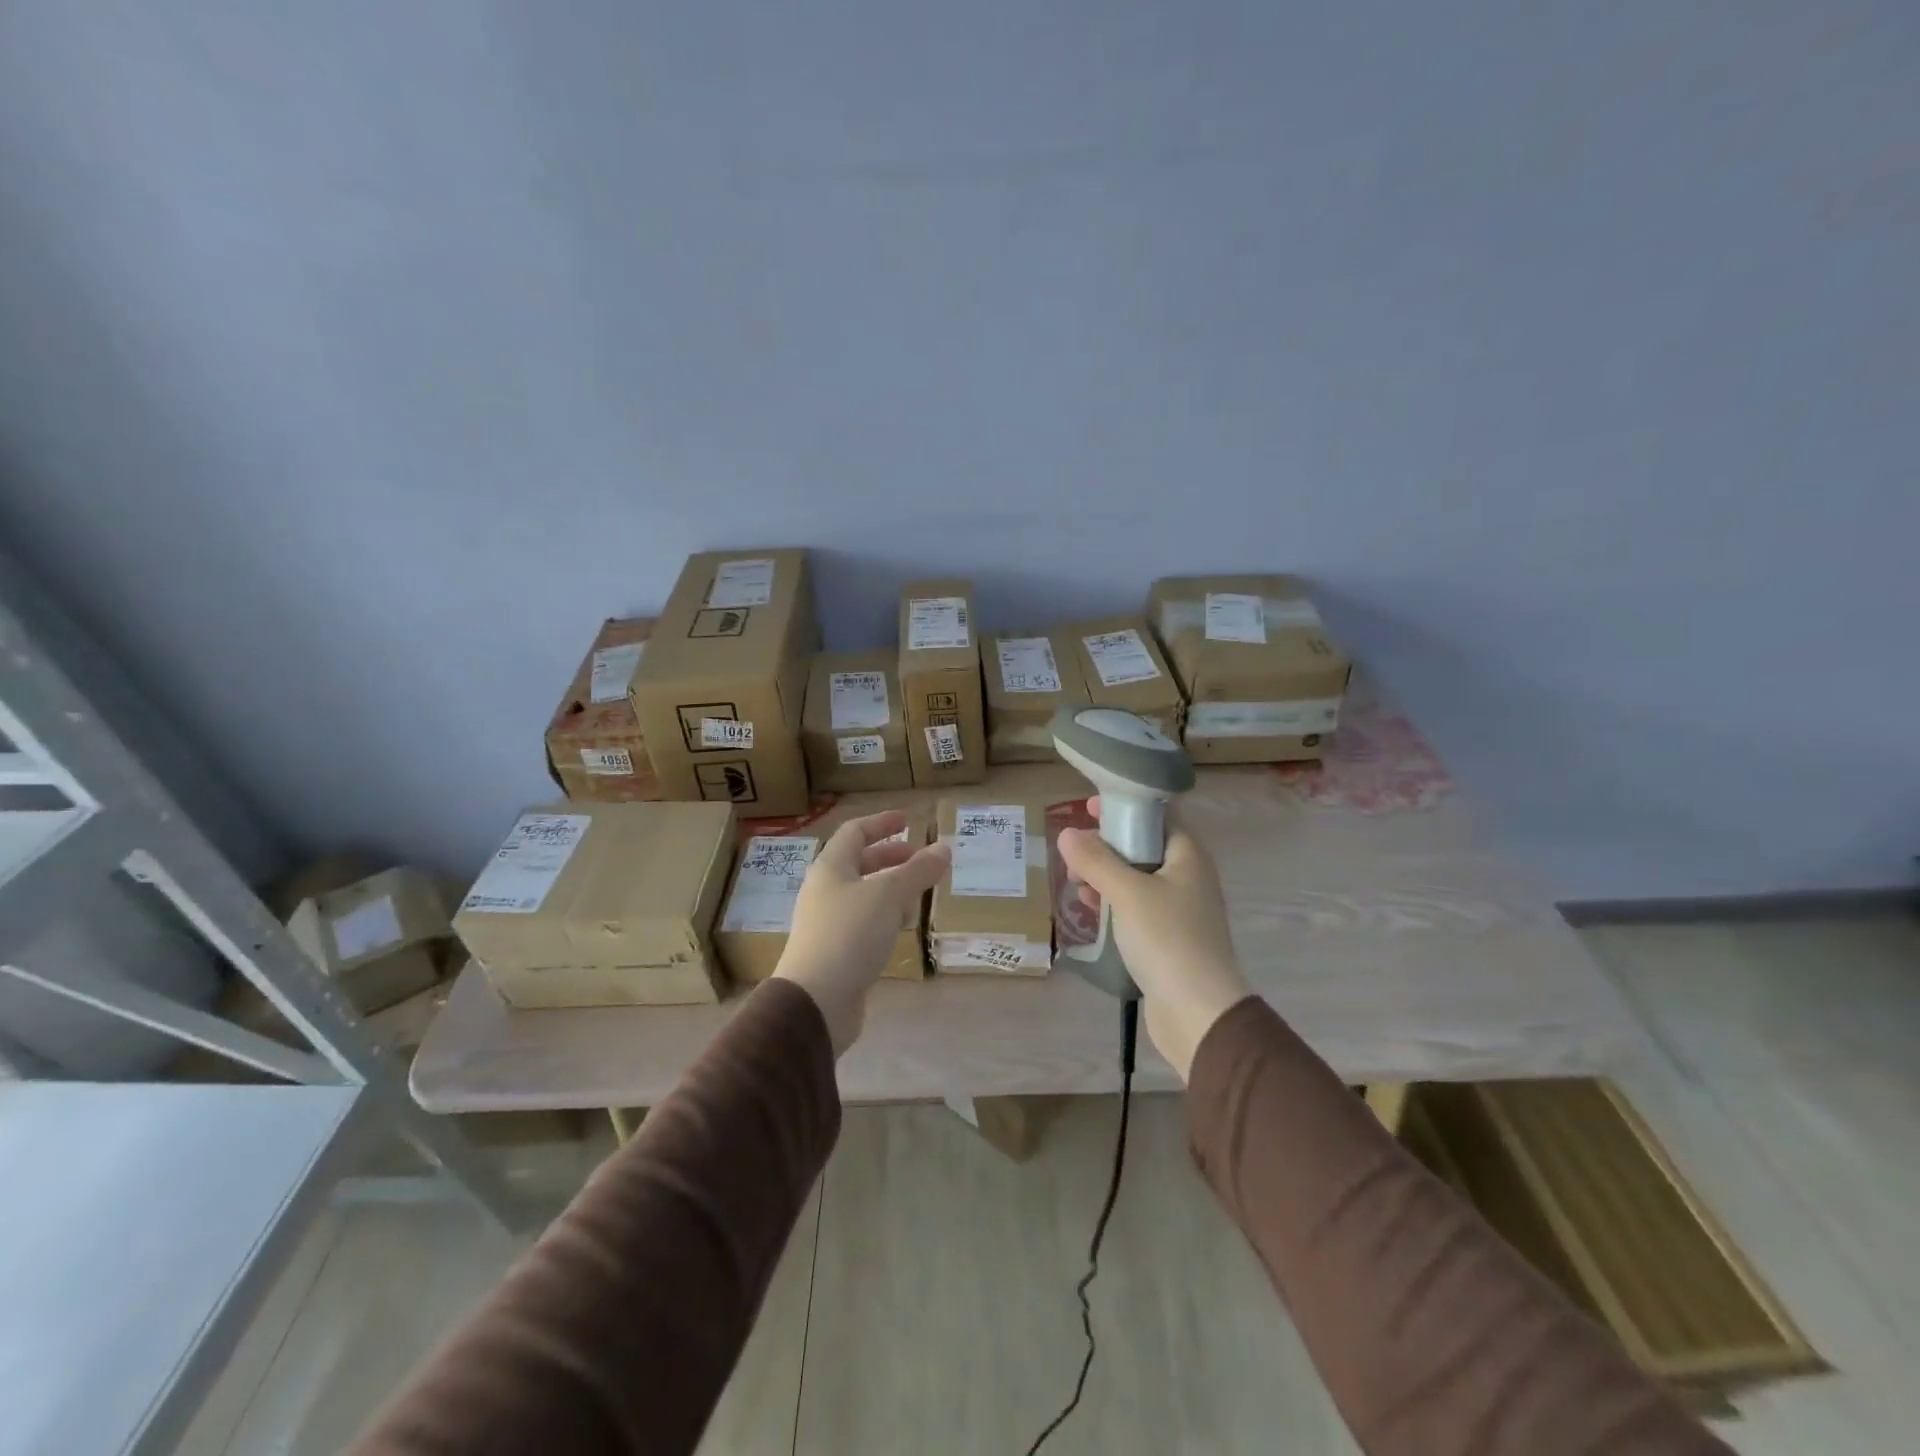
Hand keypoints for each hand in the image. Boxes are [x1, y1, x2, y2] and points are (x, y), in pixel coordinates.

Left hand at [774, 810, 950, 1055]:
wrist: (815, 1001)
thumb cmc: (850, 934)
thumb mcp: (889, 895)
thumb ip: (918, 870)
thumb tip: (943, 848)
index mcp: (831, 867)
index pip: (855, 832)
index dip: (881, 823)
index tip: (908, 820)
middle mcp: (825, 890)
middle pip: (860, 864)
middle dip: (892, 859)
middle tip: (921, 860)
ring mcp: (828, 923)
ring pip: (864, 895)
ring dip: (892, 890)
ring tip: (919, 896)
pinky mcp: (836, 952)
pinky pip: (864, 923)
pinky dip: (886, 918)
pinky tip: (902, 929)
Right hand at [1055, 797, 1250, 1079]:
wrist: (1199, 1013)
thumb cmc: (1167, 939)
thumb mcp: (1127, 893)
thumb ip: (1096, 861)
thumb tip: (1067, 834)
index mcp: (1188, 856)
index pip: (1158, 815)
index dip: (1125, 807)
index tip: (1090, 808)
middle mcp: (1188, 877)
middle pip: (1144, 846)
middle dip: (1108, 844)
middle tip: (1075, 847)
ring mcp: (1179, 910)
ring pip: (1137, 879)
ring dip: (1106, 875)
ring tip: (1074, 878)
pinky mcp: (1168, 939)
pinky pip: (1136, 909)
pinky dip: (1113, 903)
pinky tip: (1089, 907)